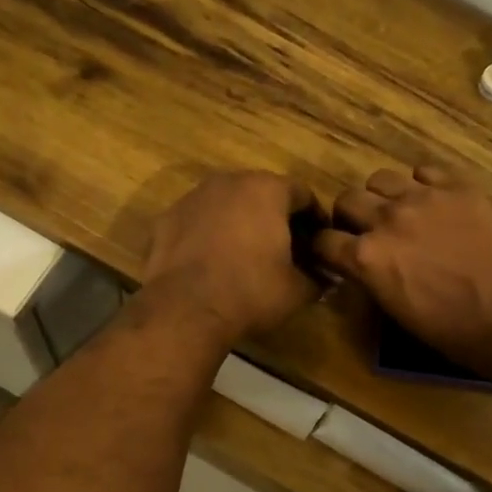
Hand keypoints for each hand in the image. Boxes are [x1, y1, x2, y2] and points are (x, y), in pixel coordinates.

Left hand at [142, 171, 322, 346]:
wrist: (185, 309)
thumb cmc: (250, 291)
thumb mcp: (296, 291)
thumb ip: (316, 278)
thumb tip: (325, 279)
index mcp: (267, 189)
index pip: (302, 194)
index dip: (314, 219)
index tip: (318, 243)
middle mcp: (229, 182)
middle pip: (261, 193)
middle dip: (275, 218)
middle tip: (285, 249)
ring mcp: (193, 197)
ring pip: (227, 205)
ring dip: (239, 223)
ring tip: (246, 256)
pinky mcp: (166, 218)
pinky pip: (198, 222)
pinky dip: (208, 235)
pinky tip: (212, 263)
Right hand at [316, 165, 491, 367]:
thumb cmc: (451, 330)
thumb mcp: (395, 311)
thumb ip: (371, 279)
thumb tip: (363, 265)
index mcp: (366, 258)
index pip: (323, 240)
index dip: (326, 248)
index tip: (334, 253)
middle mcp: (386, 219)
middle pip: (347, 199)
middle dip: (349, 216)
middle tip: (366, 230)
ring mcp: (424, 197)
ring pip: (382, 178)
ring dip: (383, 196)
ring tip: (400, 211)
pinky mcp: (459, 187)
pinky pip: (426, 170)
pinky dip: (422, 184)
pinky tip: (434, 201)